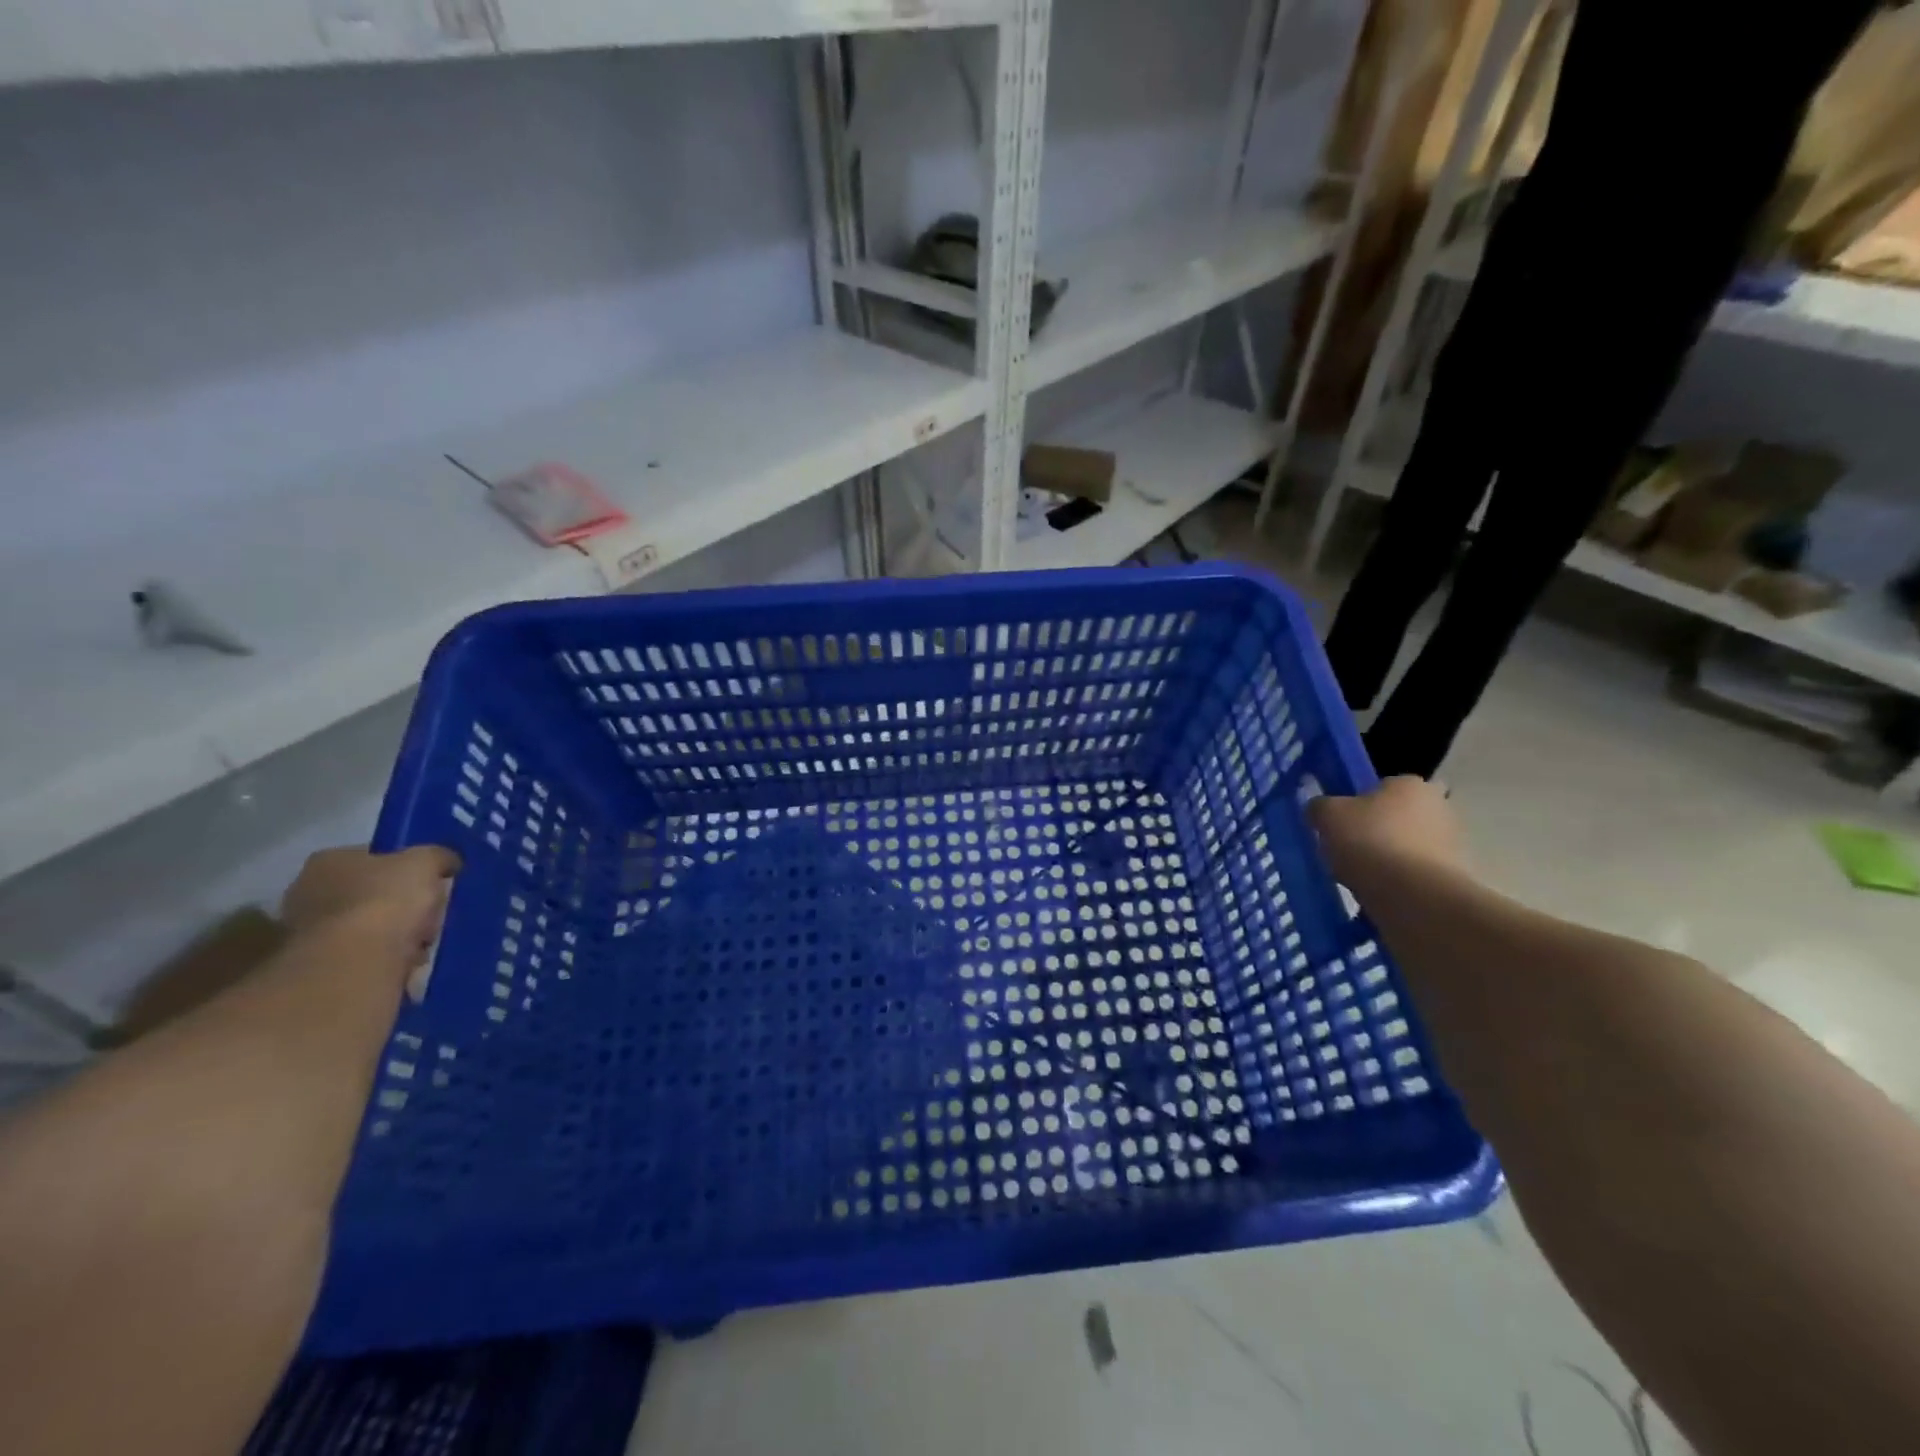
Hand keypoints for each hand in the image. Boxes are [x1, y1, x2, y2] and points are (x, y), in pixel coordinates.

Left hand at [280, 846, 458, 979]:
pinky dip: (388, 958)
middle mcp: (307, 893)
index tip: (432, 881)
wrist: (353, 965)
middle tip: (430, 913)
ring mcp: (308, 934)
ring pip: (370, 927)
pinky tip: (406, 962)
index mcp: (328, 861)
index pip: (374, 856)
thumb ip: (438, 856)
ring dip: (398, 934)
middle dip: (403, 904)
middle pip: (372, 893)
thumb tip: (446, 862)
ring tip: (422, 943)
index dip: (407, 867)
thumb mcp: (427, 862)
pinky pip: (366, 955)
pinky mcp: (319, 967)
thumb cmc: (385, 901)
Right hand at [1307, 776, 1469, 890]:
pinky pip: (1415, 875)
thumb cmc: (1371, 843)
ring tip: (1359, 879)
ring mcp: (1453, 844)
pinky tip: (1379, 895)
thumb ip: (1319, 807)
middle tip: (1347, 851)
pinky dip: (1399, 883)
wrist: (1416, 898)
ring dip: (1387, 859)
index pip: (1381, 787)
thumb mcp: (1328, 817)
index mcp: (1410, 784)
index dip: (1357, 805)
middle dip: (1375, 833)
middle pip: (1395, 818)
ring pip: (1406, 847)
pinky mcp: (1455, 878)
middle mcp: (1440, 807)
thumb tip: (1319, 809)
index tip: (1341, 825)